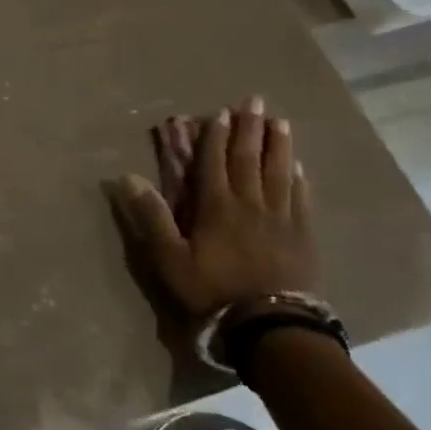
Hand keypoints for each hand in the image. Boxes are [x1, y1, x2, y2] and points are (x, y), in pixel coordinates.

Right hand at [106, 98, 319, 318]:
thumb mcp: (169, 259)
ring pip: (279, 172)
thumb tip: (127, 177)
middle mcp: (250, 204)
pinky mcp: (303, 236)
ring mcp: (281, 219)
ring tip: (280, 122)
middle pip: (249, 158)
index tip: (219, 112)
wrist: (272, 328)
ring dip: (278, 144)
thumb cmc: (213, 292)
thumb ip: (151, 217)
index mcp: (217, 206)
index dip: (216, 136)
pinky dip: (299, 178)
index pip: (215, 162)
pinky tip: (299, 166)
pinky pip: (301, 198)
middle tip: (255, 101)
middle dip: (249, 128)